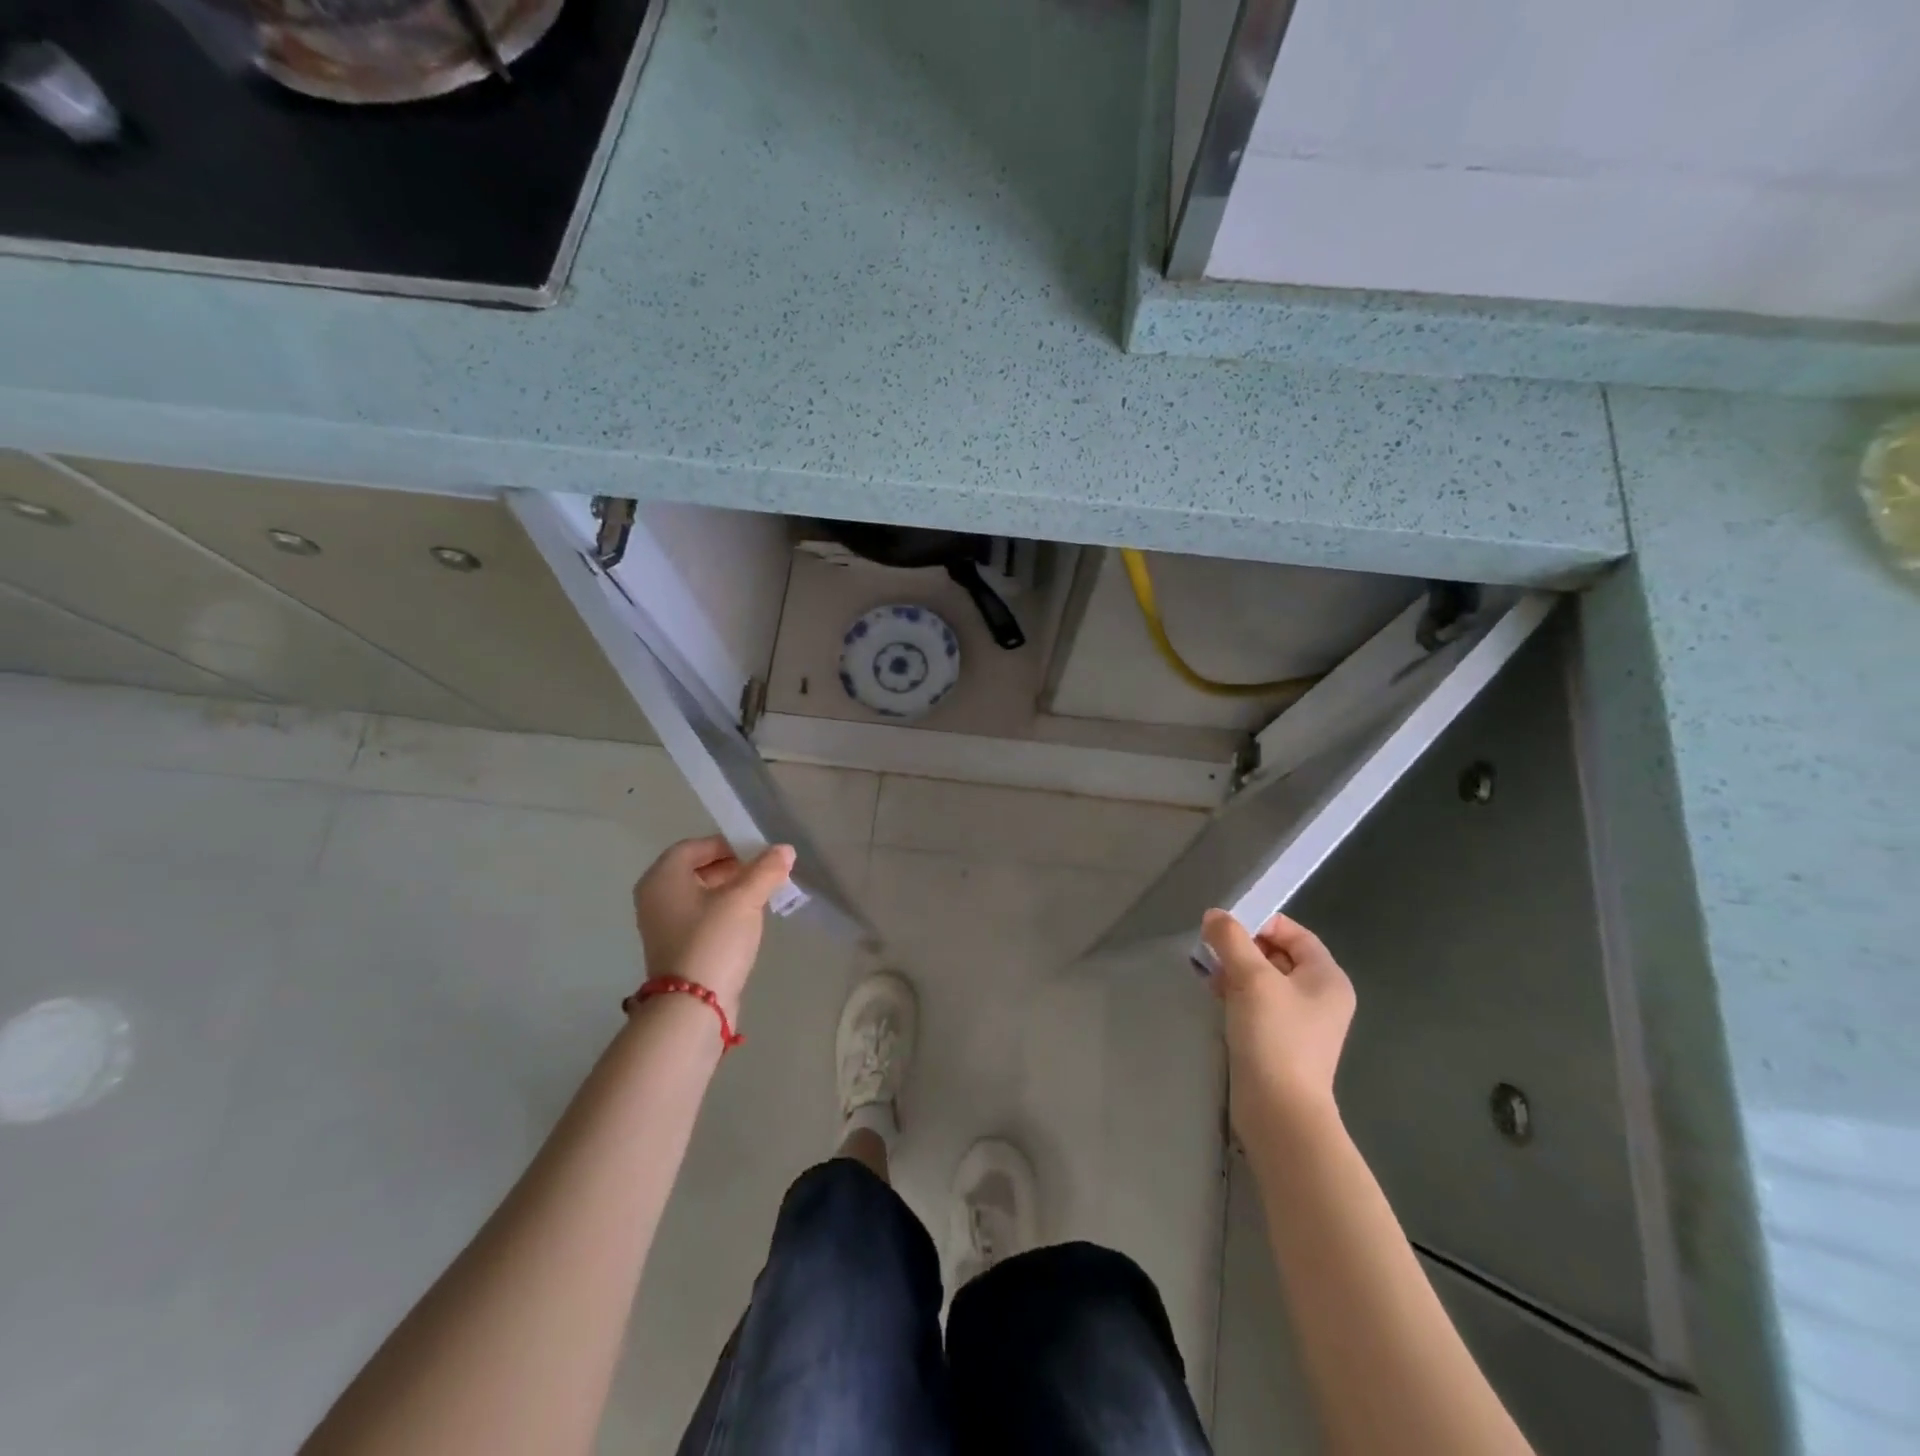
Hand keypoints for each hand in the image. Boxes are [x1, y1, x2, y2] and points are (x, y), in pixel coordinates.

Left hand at [631, 836, 796, 1019]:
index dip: (728, 844)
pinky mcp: (677, 947)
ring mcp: (664, 924)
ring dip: (731, 890)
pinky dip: (723, 911)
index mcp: (663, 877)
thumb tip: (785, 849)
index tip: (758, 852)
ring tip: (762, 894)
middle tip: (764, 872)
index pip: (695, 846)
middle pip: (697, 869)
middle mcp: (656, 896)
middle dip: (733, 867)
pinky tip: (748, 920)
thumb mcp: (744, 899)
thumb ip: (765, 870)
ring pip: (701, 894)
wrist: (693, 1005)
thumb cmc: (713, 940)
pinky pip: (701, 916)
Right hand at [1201, 909, 1355, 1137]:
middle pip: (1277, 954)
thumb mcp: (1251, 978)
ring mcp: (1301, 1021)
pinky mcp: (1280, 1041)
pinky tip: (1214, 996)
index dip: (1260, 923)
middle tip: (1211, 950)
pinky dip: (1236, 994)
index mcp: (1327, 977)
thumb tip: (1215, 916)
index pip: (1294, 933)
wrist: (1279, 1111)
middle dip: (1242, 948)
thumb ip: (1232, 940)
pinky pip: (1258, 1004)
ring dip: (1235, 970)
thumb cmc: (1274, 1036)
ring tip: (1208, 973)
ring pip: (1264, 980)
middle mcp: (1320, 996)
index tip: (1225, 927)